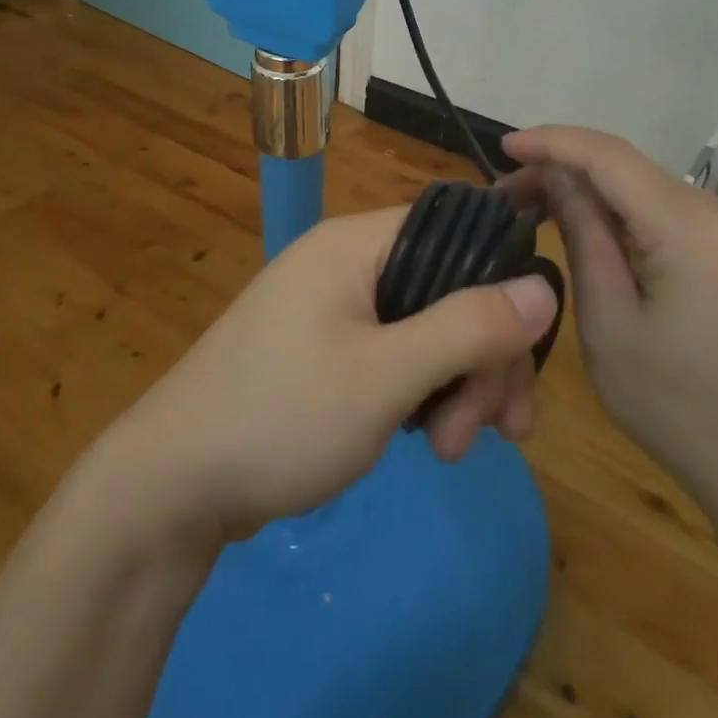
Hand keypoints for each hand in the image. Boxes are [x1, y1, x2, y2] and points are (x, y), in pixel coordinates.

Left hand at [97, 207, 559, 543]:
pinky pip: (396, 353)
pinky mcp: (326, 349)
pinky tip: (430, 438)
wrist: (174, 484)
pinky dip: (422, 391)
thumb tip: (544, 285)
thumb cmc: (282, 415)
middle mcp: (347, 263)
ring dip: (456, 384)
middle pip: (446, 289)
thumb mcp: (385, 375)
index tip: (521, 360)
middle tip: (494, 432)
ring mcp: (334, 307)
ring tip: (452, 451)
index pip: (455, 234)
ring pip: (426, 328)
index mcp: (356, 244)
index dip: (500, 288)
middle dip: (481, 358)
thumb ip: (467, 327)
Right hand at [502, 126, 717, 497]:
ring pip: (644, 184)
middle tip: (507, 196)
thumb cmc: (677, 407)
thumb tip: (555, 177)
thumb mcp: (608, 322)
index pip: (609, 156)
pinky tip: (588, 228)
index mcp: (691, 228)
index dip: (551, 142)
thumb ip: (582, 235)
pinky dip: (620, 209)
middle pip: (627, 166)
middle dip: (563, 168)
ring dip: (589, 189)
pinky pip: (666, 208)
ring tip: (536, 209)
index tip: (503, 147)